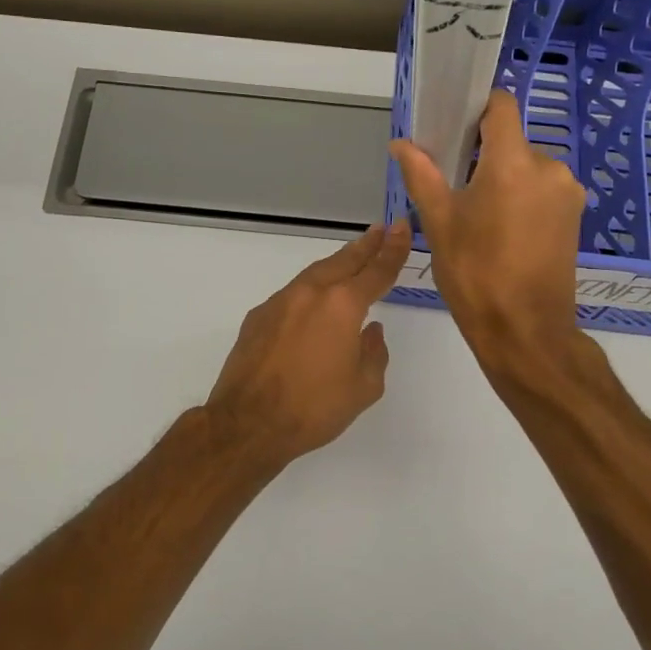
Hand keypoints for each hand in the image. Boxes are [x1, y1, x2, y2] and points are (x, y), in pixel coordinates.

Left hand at [203, 221, 411, 467]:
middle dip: (365, 246)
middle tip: (381, 230)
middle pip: (344, 261)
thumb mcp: (363, 388)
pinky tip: (314, 301)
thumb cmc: (314, 408)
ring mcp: (280, 302)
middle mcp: (311, 293)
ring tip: (352, 257)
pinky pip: (292, 294)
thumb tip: (371, 331)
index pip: (376, 271)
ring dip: (337, 264)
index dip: (393, 249)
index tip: (402, 227)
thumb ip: (374, 353)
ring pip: (315, 274)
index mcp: (342, 306)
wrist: (248, 422)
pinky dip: (310, 290)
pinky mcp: (258, 316)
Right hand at [389, 89, 584, 360]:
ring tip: (478, 217)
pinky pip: (543, 190)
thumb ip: (421, 175)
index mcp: (514, 163)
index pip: (502, 106)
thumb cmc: (475, 273)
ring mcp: (568, 193)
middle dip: (483, 156)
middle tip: (455, 187)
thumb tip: (401, 144)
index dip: (478, 108)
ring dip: (503, 180)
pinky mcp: (575, 216)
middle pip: (511, 142)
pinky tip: (502, 231)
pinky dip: (522, 198)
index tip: (454, 127)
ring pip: (527, 168)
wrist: (524, 331)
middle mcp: (549, 168)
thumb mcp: (439, 223)